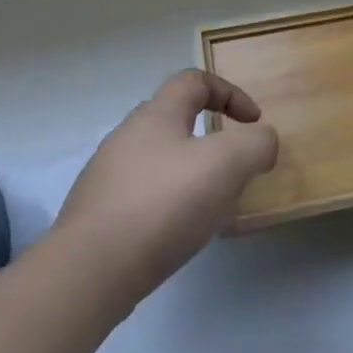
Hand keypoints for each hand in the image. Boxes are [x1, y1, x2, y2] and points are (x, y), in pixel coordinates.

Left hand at [55, 70, 278, 303]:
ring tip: (213, 206)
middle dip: (212, 139)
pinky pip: (144, 197)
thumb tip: (262, 141)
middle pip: (175, 121)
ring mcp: (107, 178)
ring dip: (192, 175)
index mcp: (156, 115)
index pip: (194, 81)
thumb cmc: (164, 203)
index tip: (253, 123)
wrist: (90, 272)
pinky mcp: (98, 216)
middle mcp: (126, 138)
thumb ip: (256, 144)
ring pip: (160, 162)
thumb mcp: (228, 163)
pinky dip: (170, 205)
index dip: (230, 93)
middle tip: (235, 168)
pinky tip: (181, 233)